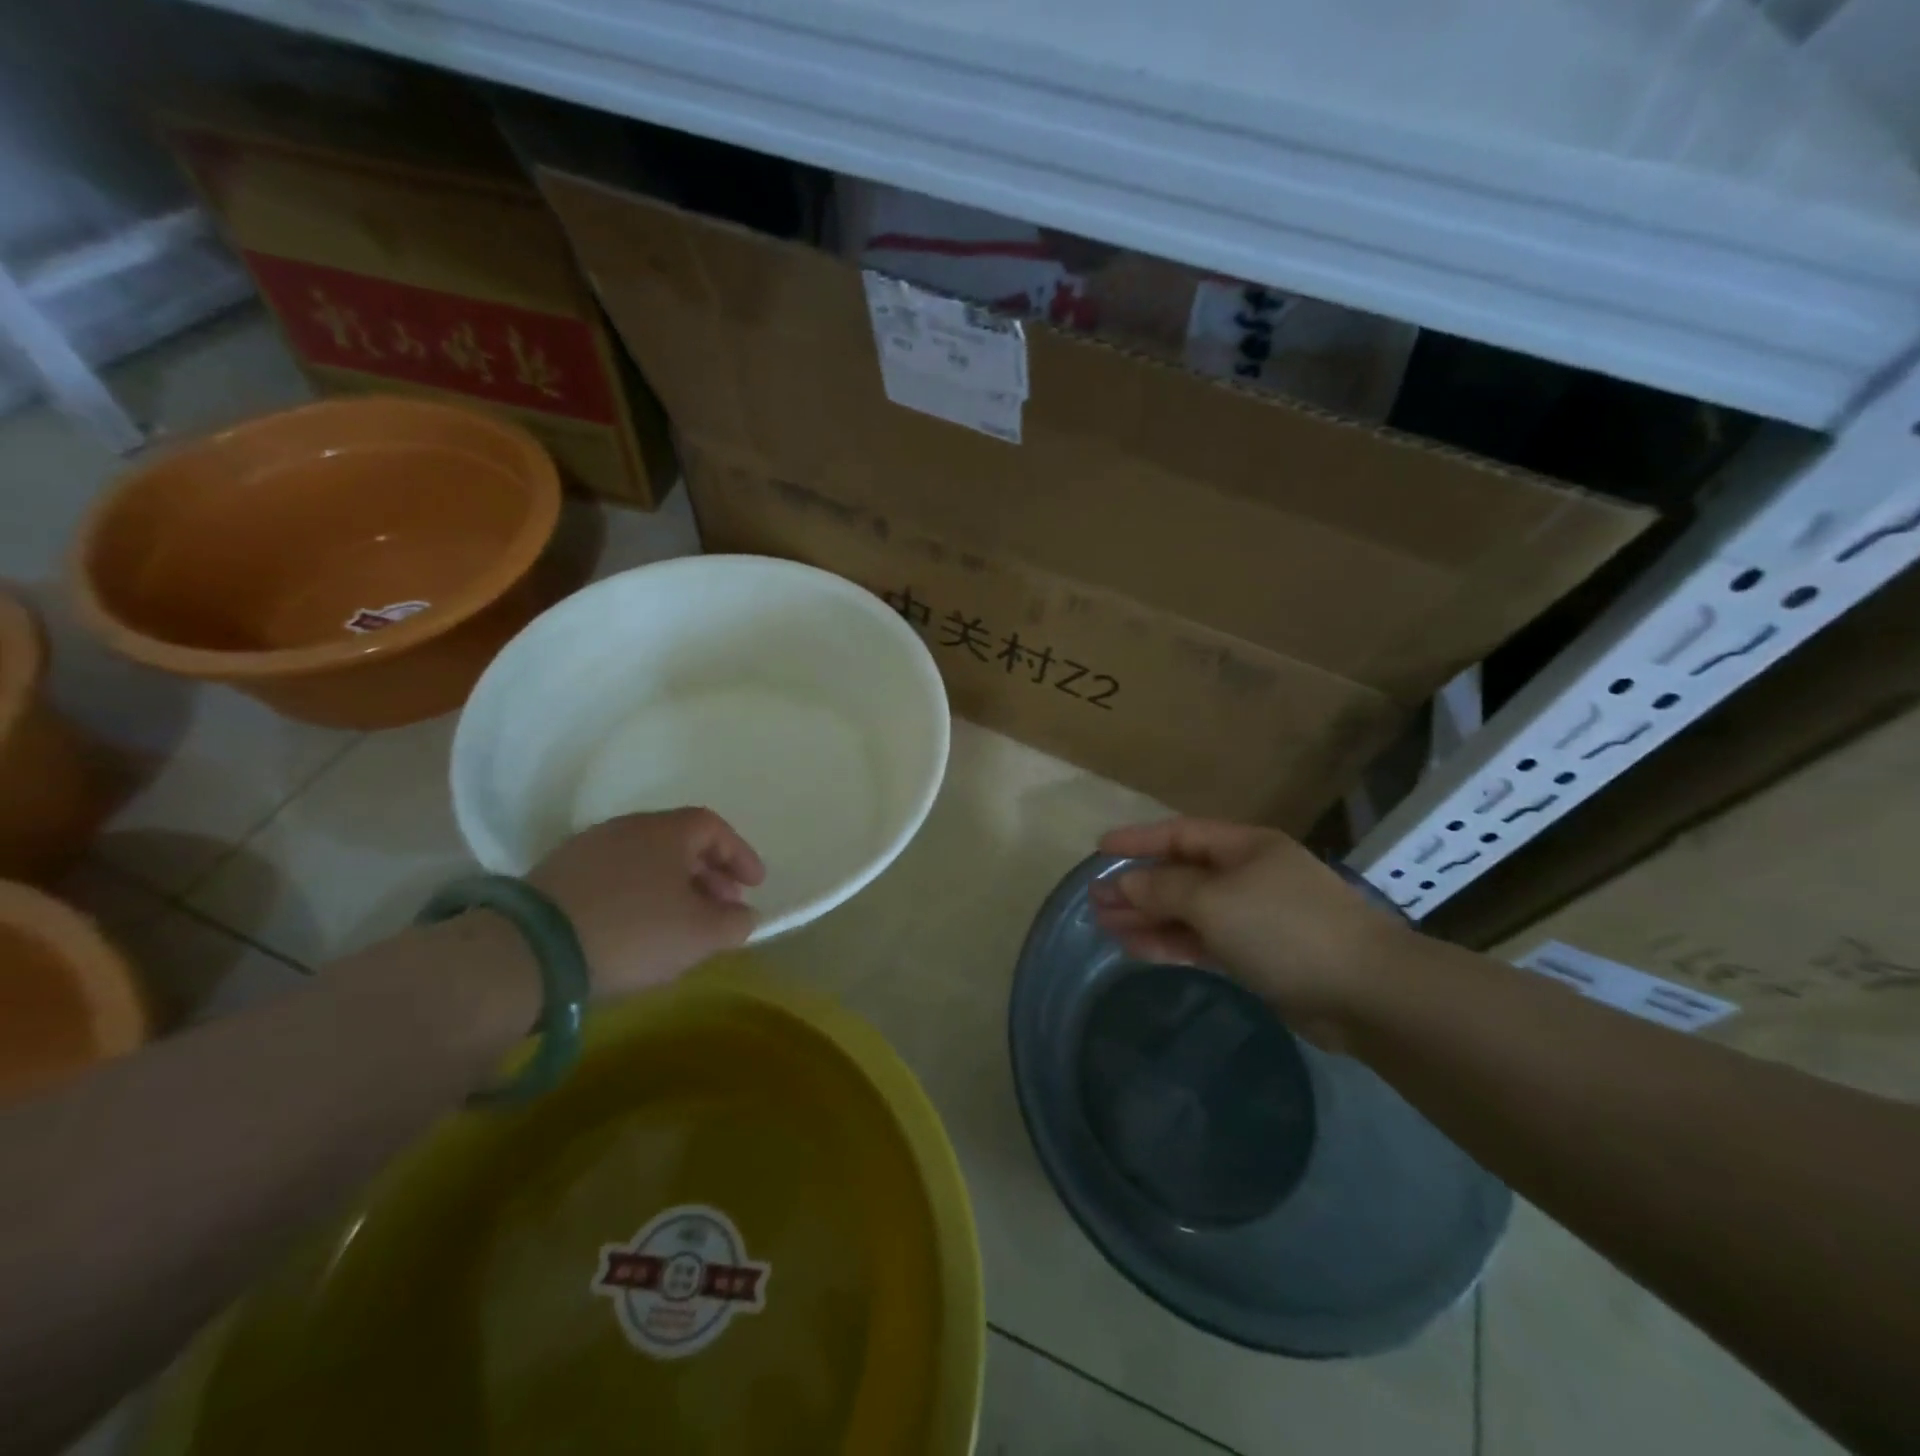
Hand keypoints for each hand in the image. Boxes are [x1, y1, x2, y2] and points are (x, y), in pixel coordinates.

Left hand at [528, 808, 764, 998]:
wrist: (528, 954)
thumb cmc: (633, 933)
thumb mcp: (700, 935)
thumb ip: (735, 922)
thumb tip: (743, 914)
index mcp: (665, 830)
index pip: (714, 828)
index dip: (740, 855)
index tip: (755, 885)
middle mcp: (626, 827)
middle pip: (679, 843)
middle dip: (709, 874)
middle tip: (722, 907)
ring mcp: (586, 849)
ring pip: (646, 860)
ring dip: (673, 886)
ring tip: (681, 923)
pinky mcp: (555, 876)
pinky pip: (615, 877)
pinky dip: (638, 895)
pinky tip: (637, 929)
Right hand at [1088, 817, 1410, 1038]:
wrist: (1366, 993)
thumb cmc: (1284, 928)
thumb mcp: (1214, 900)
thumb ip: (1163, 889)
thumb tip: (1124, 882)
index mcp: (1244, 847)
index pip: (1180, 833)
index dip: (1138, 840)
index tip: (1098, 849)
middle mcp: (1248, 875)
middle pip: (1181, 874)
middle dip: (1138, 886)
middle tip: (1095, 900)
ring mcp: (1254, 917)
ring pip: (1189, 911)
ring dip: (1149, 918)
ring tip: (1106, 927)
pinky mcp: (1259, 955)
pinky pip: (1204, 942)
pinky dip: (1172, 943)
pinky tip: (1138, 949)